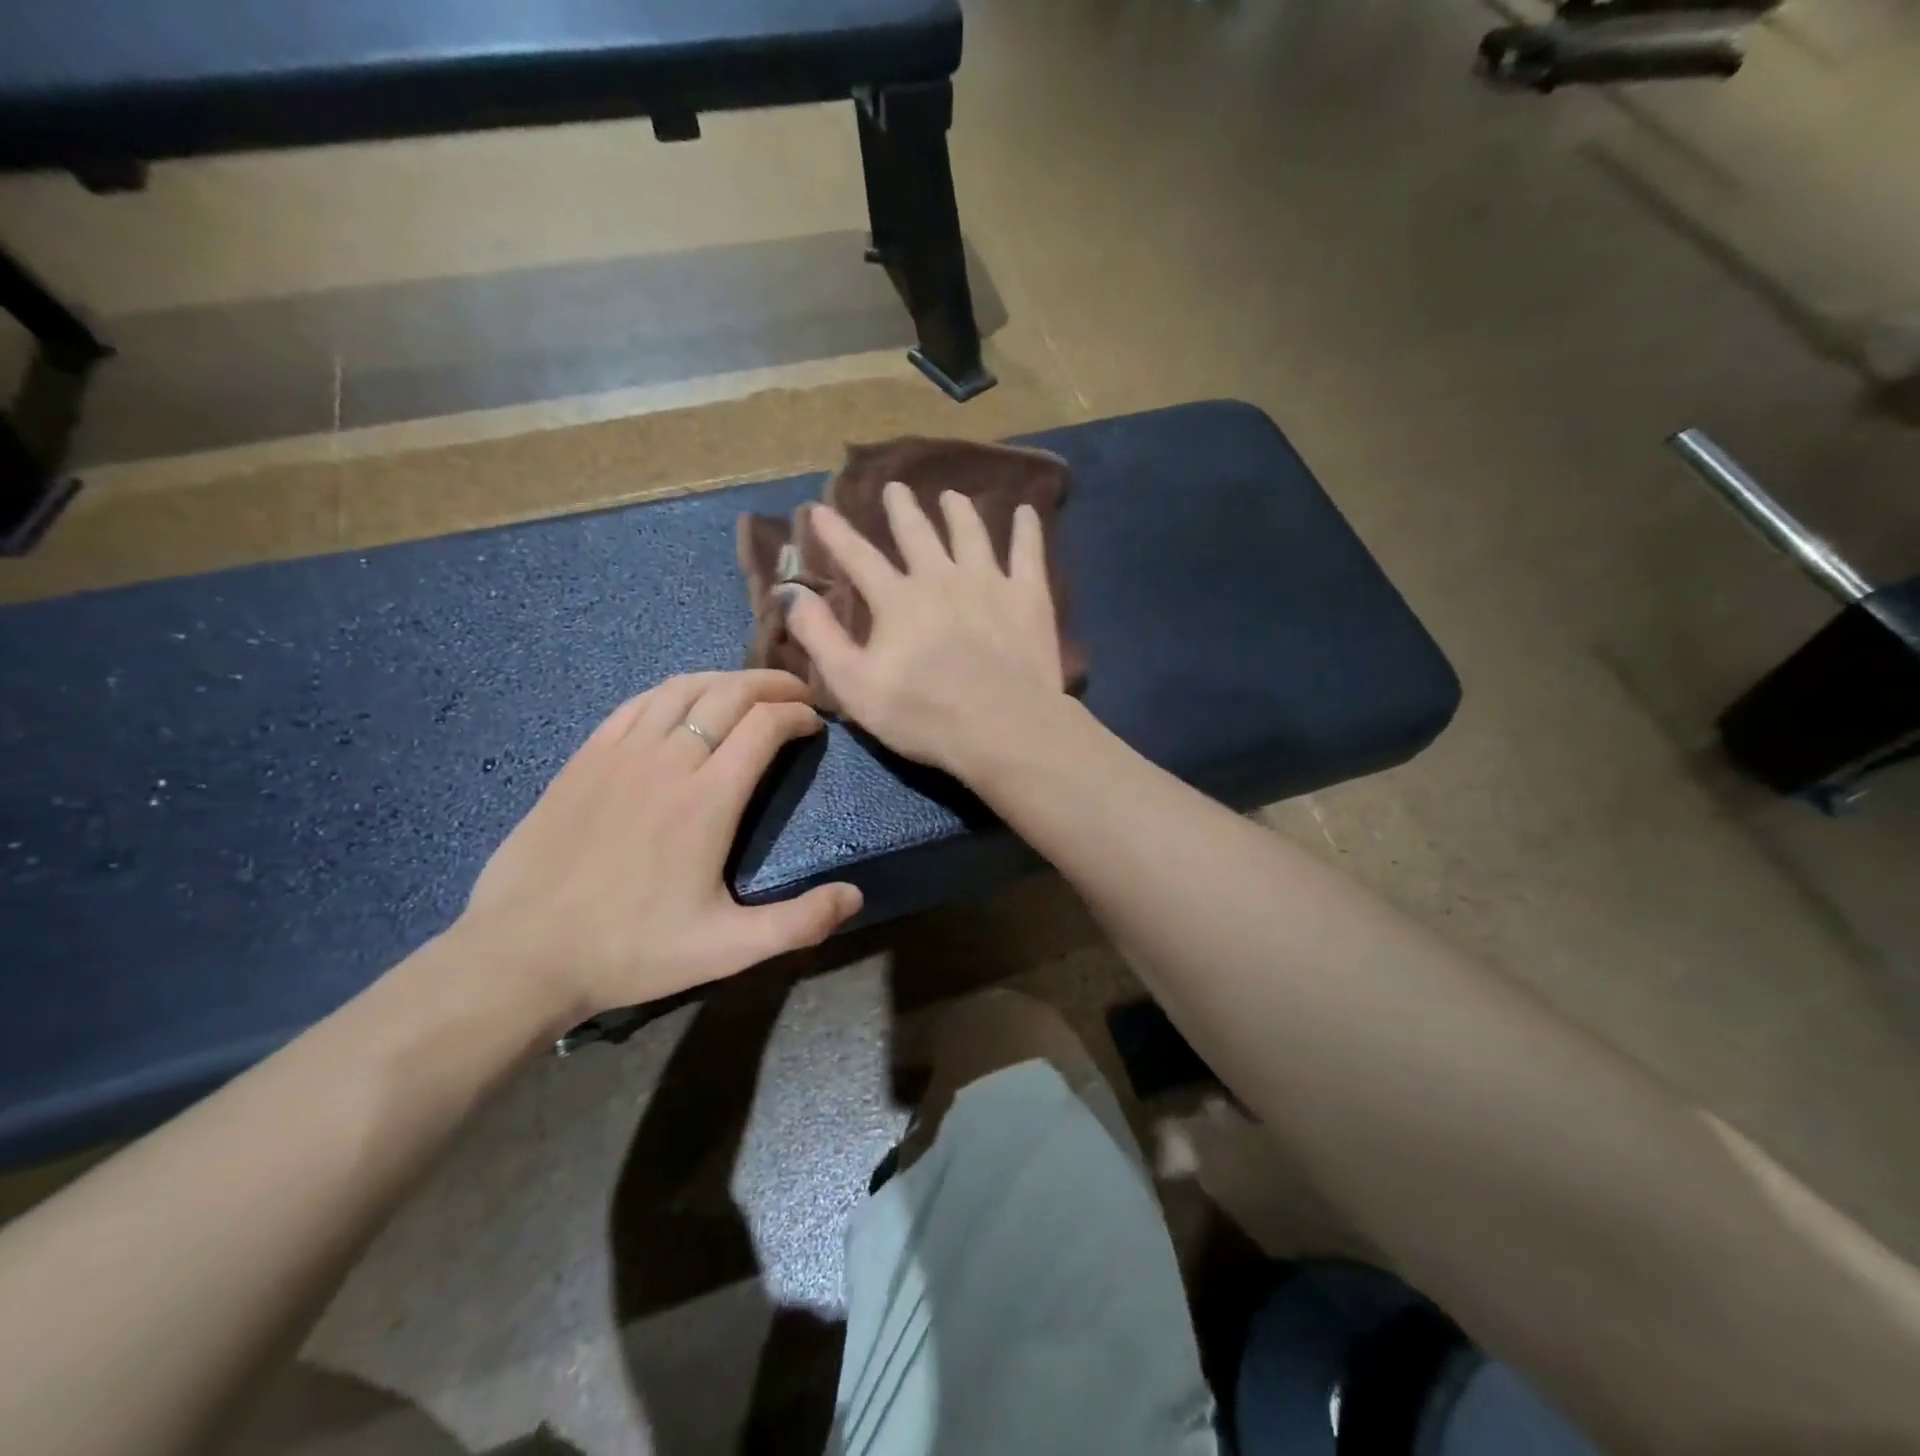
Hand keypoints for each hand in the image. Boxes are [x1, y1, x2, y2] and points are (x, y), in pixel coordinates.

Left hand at [456, 671, 861, 1019]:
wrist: (522, 954)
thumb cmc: (631, 950)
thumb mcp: (726, 949)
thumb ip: (797, 922)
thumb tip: (855, 897)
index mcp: (708, 799)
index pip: (765, 725)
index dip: (798, 714)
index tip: (816, 723)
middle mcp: (668, 760)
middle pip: (729, 694)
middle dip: (771, 685)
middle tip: (796, 693)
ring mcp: (620, 753)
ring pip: (682, 688)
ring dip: (725, 680)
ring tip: (748, 690)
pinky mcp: (585, 758)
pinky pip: (636, 703)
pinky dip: (672, 691)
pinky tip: (682, 702)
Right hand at [781, 482, 1070, 775]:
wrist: (1002, 727)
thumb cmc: (923, 714)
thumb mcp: (854, 684)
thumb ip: (820, 636)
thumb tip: (791, 592)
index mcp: (897, 599)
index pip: (859, 557)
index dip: (836, 533)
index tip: (820, 508)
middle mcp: (940, 577)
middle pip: (918, 534)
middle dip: (902, 509)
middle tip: (895, 487)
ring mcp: (989, 582)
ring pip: (971, 533)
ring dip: (959, 511)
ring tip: (953, 496)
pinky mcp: (1028, 596)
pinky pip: (1028, 551)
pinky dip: (1027, 529)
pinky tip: (1027, 512)